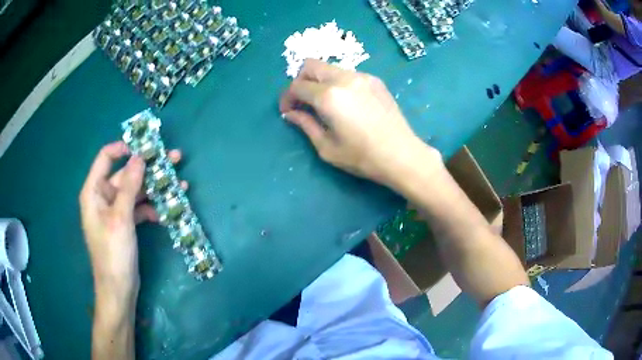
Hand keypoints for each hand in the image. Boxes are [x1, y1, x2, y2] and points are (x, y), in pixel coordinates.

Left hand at [79, 141, 183, 306]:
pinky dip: (152, 208)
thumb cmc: (113, 253)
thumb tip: (139, 156)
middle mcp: (103, 197)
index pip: (106, 157)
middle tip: (175, 159)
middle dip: (149, 168)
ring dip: (155, 189)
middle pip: (126, 174)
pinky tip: (168, 211)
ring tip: (180, 184)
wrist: (119, 289)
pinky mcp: (125, 223)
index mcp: (94, 191)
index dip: (124, 148)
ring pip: (136, 191)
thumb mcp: (120, 218)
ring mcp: (115, 210)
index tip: (146, 147)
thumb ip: (129, 186)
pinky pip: (139, 208)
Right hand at [280, 59, 438, 186]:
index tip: (288, 111)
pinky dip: (337, 82)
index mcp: (329, 97)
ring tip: (324, 103)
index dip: (287, 98)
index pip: (297, 86)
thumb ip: (306, 125)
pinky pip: (347, 74)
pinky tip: (345, 102)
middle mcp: (344, 79)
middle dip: (300, 81)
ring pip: (330, 68)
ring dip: (319, 81)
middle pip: (311, 65)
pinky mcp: (375, 80)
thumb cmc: (362, 157)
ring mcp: (362, 76)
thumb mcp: (327, 147)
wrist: (402, 155)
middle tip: (303, 101)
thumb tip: (291, 113)